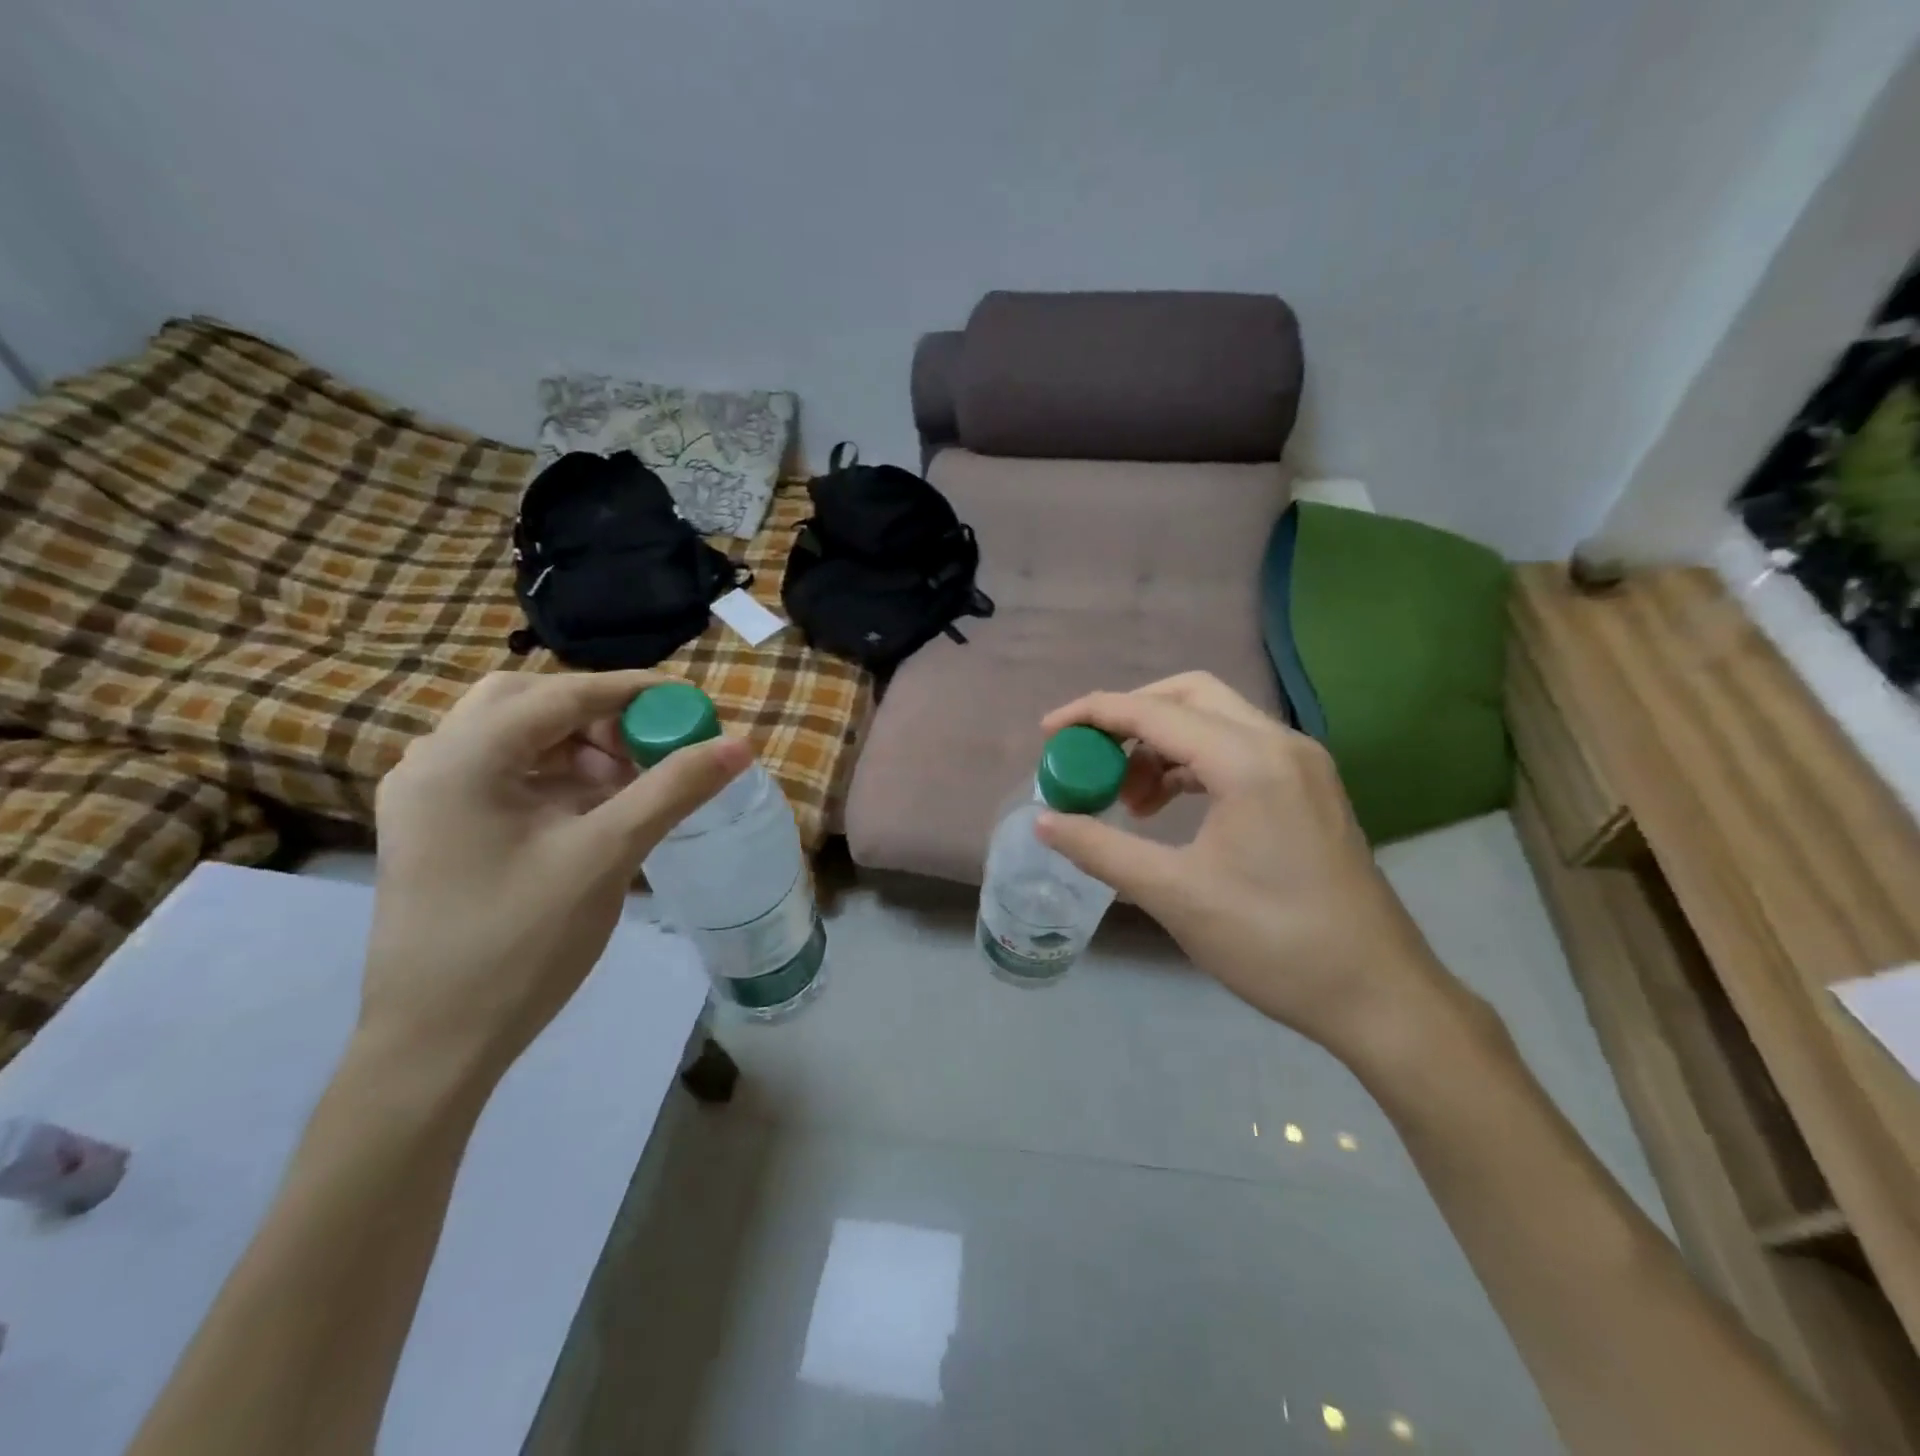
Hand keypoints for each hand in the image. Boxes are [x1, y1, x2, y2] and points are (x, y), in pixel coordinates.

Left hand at [362, 671, 748, 1082]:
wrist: (435, 1046)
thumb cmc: (520, 945)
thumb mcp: (606, 856)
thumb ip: (672, 790)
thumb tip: (738, 744)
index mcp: (462, 760)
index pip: (560, 695)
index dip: (632, 690)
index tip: (688, 702)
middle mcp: (432, 764)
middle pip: (526, 703)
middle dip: (597, 713)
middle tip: (649, 741)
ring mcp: (427, 798)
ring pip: (513, 737)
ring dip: (577, 743)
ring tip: (630, 779)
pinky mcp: (436, 830)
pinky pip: (504, 774)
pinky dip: (555, 774)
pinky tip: (594, 807)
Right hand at [1037, 673, 1461, 1062]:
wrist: (1379, 995)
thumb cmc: (1273, 943)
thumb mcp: (1174, 894)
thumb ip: (1101, 849)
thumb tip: (1044, 821)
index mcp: (1248, 761)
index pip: (1153, 713)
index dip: (1093, 715)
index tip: (1047, 734)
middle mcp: (1280, 743)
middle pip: (1189, 695)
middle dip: (1130, 718)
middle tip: (1092, 760)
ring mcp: (1301, 763)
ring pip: (1215, 720)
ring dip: (1162, 744)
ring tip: (1129, 801)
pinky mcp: (1309, 787)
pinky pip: (1237, 749)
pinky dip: (1193, 763)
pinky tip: (1169, 808)